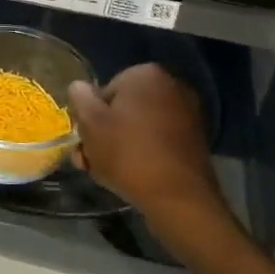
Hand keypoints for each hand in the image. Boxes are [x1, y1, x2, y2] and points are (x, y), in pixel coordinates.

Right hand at [67, 64, 230, 223]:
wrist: (179, 199)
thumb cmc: (128, 154)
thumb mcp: (90, 122)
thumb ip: (79, 96)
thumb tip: (81, 88)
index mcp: (145, 74)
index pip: (104, 91)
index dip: (90, 117)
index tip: (85, 141)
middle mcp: (171, 86)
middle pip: (122, 109)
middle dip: (104, 133)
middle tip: (90, 160)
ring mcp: (187, 114)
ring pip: (139, 127)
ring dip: (120, 145)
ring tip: (106, 173)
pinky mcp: (195, 140)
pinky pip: (157, 141)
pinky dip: (143, 153)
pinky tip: (131, 176)